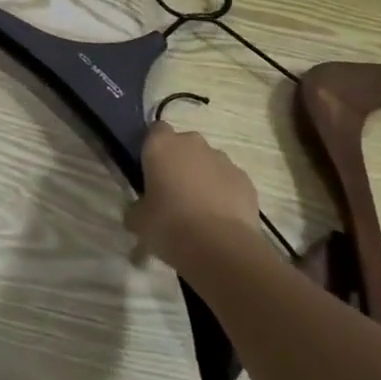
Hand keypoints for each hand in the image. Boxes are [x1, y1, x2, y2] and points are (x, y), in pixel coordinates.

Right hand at [125, 122, 259, 269]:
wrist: (221, 248)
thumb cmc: (170, 225)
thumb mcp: (138, 221)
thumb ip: (136, 208)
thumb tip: (138, 210)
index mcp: (161, 145)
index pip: (154, 131)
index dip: (152, 148)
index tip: (150, 171)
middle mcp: (192, 143)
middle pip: (183, 145)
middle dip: (179, 162)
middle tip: (172, 193)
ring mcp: (222, 159)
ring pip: (207, 162)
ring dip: (202, 177)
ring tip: (198, 210)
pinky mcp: (244, 179)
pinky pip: (228, 180)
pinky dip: (223, 193)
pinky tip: (219, 219)